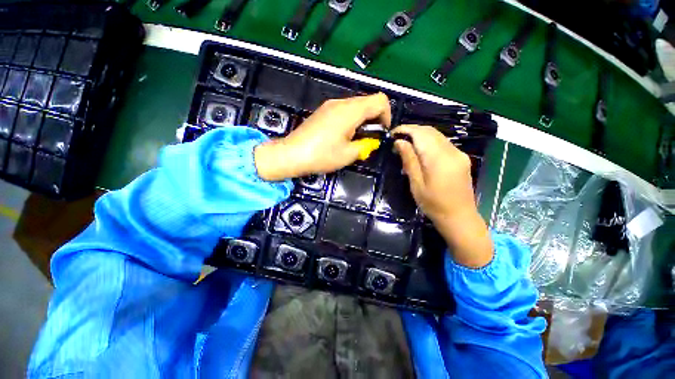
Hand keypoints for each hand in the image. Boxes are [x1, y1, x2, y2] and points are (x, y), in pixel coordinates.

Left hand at [254, 93, 391, 180]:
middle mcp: (341, 103)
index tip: (381, 132)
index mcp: (350, 111)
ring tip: (355, 139)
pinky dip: (351, 120)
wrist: (292, 154)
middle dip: (374, 118)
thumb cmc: (322, 156)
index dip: (386, 115)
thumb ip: (366, 145)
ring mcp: (330, 105)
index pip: (380, 100)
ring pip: (356, 105)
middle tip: (368, 138)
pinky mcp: (323, 111)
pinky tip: (343, 135)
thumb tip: (372, 140)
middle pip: (368, 101)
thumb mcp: (349, 154)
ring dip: (362, 120)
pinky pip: (344, 110)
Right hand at [392, 125, 492, 267]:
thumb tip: (399, 141)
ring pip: (437, 135)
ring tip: (406, 144)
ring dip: (420, 135)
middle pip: (430, 131)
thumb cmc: (433, 204)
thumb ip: (409, 160)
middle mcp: (452, 151)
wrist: (460, 217)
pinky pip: (443, 143)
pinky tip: (420, 150)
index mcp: (439, 159)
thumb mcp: (416, 184)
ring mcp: (459, 153)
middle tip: (397, 139)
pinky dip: (429, 141)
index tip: (392, 133)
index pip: (421, 133)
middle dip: (412, 130)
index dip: (406, 129)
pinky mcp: (461, 158)